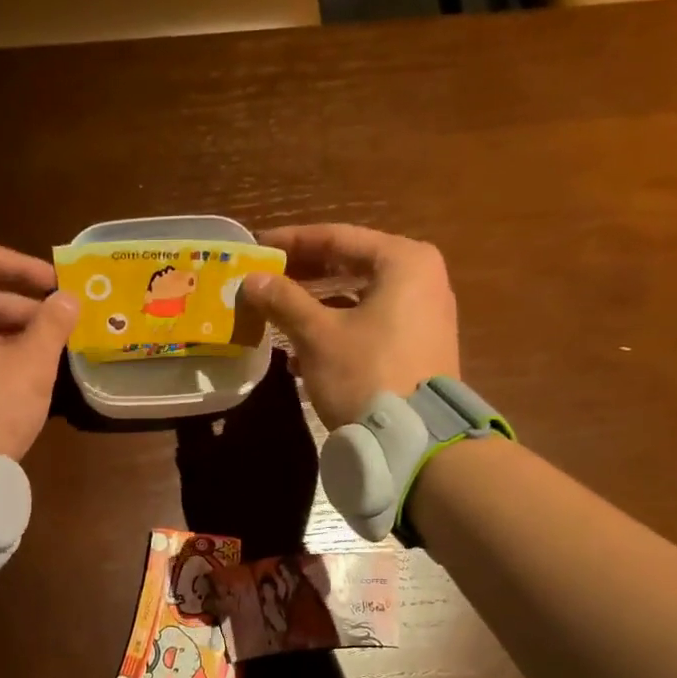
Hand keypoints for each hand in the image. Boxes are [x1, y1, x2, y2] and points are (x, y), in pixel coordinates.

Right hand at [241, 225, 460, 429]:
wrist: (415, 440)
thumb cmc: (366, 374)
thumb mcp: (317, 335)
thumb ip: (283, 300)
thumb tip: (251, 280)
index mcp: (403, 261)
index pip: (337, 237)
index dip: (292, 242)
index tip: (257, 246)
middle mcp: (422, 278)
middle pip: (350, 264)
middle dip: (304, 274)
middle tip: (265, 278)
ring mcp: (425, 314)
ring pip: (358, 297)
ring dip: (316, 305)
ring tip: (276, 315)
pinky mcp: (420, 346)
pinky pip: (370, 323)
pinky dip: (337, 329)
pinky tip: (300, 353)